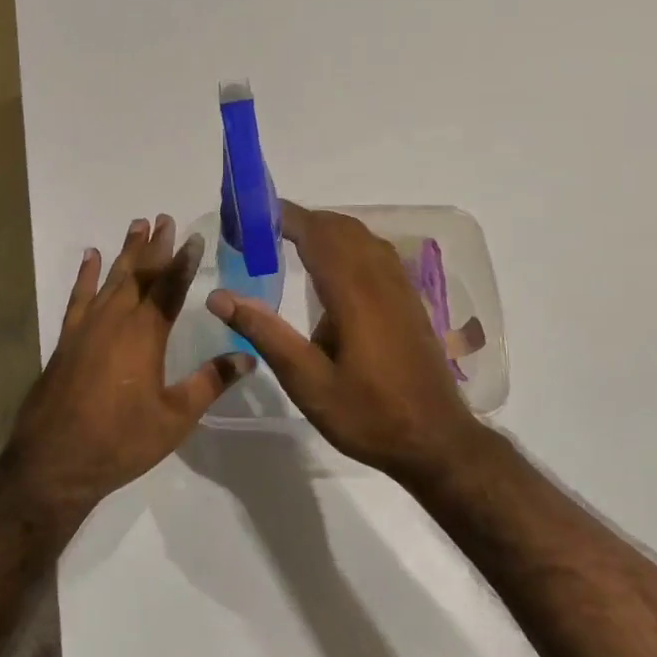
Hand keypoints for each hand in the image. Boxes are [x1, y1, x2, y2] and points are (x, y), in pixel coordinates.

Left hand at [8, 215, 254, 519]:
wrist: (55, 461)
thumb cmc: (121, 441)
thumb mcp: (175, 417)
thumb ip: (210, 382)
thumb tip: (248, 356)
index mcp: (145, 335)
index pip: (171, 288)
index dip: (184, 261)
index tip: (195, 236)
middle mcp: (115, 320)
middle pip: (140, 274)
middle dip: (155, 246)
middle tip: (164, 218)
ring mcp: (86, 327)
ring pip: (110, 279)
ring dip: (126, 252)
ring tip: (137, 226)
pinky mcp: (67, 339)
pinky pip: (78, 297)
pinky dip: (85, 275)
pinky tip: (90, 257)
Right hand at [206, 201, 486, 479]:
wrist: (437, 441)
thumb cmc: (368, 415)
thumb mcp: (308, 383)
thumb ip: (266, 334)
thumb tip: (219, 296)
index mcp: (354, 294)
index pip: (317, 235)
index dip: (285, 217)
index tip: (252, 214)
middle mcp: (380, 280)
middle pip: (340, 228)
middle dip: (302, 220)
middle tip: (262, 231)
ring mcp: (400, 288)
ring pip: (362, 237)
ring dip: (326, 230)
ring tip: (290, 242)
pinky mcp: (409, 301)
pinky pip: (377, 253)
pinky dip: (348, 244)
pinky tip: (332, 270)